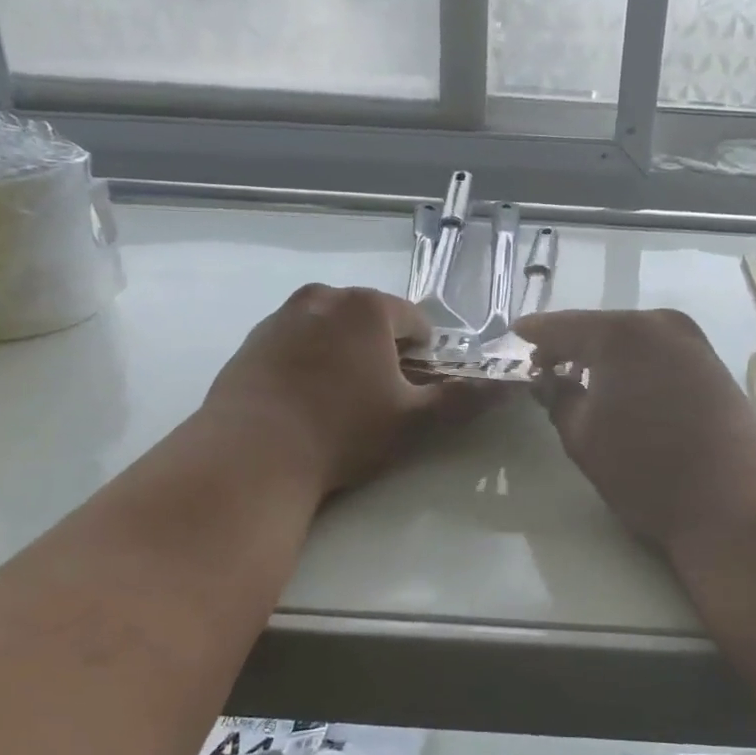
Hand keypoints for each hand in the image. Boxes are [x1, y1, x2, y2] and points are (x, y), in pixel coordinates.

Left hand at [198, 285, 484, 497]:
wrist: (250, 457)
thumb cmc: (342, 432)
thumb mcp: (414, 420)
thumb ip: (462, 398)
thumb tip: (504, 385)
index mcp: (366, 307)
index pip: (416, 322)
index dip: (424, 358)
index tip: (413, 392)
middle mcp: (322, 297)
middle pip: (371, 321)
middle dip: (383, 353)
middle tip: (378, 400)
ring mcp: (281, 317)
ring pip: (332, 331)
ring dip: (344, 356)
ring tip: (338, 404)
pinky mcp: (252, 342)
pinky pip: (296, 344)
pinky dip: (308, 363)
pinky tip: (303, 404)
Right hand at [513, 309, 755, 547]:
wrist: (732, 499)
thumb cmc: (645, 468)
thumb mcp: (582, 436)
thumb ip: (557, 397)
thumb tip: (547, 379)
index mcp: (619, 333)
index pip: (562, 326)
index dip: (534, 333)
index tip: (513, 337)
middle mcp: (657, 323)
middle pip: (599, 327)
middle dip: (570, 344)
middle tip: (544, 366)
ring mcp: (690, 340)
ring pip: (630, 338)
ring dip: (603, 354)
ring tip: (580, 379)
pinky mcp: (710, 361)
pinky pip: (656, 350)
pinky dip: (633, 362)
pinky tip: (622, 386)